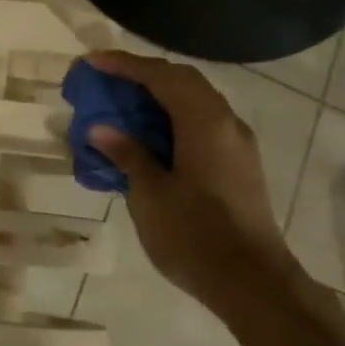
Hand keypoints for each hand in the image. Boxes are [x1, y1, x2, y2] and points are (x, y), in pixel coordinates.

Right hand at [85, 51, 299, 314]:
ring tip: (125, 105)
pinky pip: (203, 124)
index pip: (161, 76)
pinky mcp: (239, 165)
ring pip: (196, 102)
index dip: (125, 65)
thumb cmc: (194, 235)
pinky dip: (175, 118)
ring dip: (160, 96)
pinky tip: (152, 137)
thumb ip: (128, 154)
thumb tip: (103, 128)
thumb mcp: (150, 194)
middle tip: (108, 80)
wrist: (252, 283)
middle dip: (144, 75)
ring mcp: (237, 144)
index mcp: (204, 122)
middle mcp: (226, 123)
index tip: (93, 62)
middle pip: (183, 81)